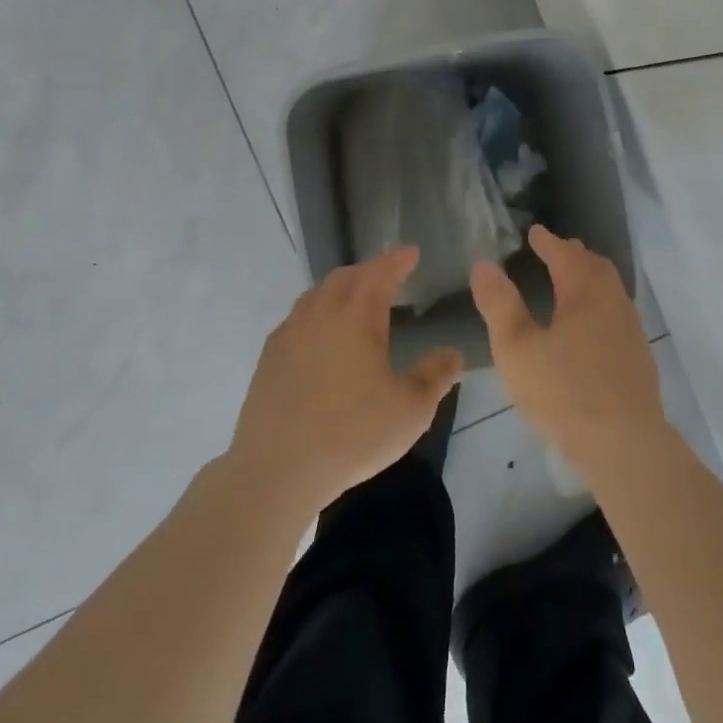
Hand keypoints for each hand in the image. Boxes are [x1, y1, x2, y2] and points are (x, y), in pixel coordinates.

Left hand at [230, 247, 463, 515]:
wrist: (278, 469)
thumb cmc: (353, 435)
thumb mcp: (411, 410)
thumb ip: (436, 376)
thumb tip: (454, 353)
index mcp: (357, 317)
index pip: (380, 273)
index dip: (397, 260)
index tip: (411, 252)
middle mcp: (320, 315)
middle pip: (344, 277)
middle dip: (368, 271)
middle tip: (386, 276)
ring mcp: (289, 335)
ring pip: (315, 295)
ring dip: (338, 289)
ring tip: (353, 301)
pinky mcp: (268, 359)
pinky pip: (296, 320)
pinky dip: (315, 314)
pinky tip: (320, 337)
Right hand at [470, 225, 664, 469]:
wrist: (623, 443)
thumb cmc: (563, 392)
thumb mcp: (516, 348)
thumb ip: (499, 304)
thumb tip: (483, 264)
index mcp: (584, 293)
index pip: (565, 255)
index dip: (548, 242)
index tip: (535, 232)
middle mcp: (612, 303)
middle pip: (595, 267)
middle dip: (574, 254)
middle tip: (556, 250)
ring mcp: (630, 330)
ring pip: (611, 290)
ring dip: (591, 277)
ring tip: (573, 283)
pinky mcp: (639, 357)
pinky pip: (618, 313)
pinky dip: (601, 303)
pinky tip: (592, 327)